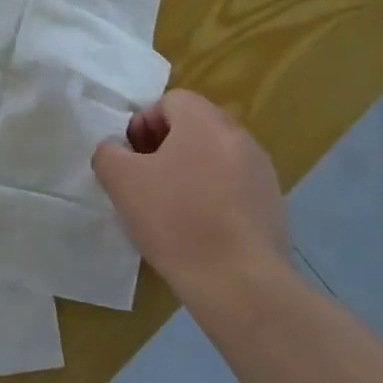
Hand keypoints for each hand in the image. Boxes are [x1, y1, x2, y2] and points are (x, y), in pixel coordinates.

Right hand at [91, 90, 291, 296]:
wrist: (239, 282)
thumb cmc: (176, 221)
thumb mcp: (122, 181)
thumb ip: (108, 153)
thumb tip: (116, 149)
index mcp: (205, 122)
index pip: (171, 100)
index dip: (144, 123)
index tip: (132, 158)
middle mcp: (239, 137)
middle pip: (195, 126)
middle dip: (166, 147)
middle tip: (146, 181)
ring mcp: (261, 172)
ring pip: (215, 157)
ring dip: (190, 172)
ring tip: (171, 208)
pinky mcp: (273, 204)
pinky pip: (234, 186)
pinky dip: (213, 197)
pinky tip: (199, 229)